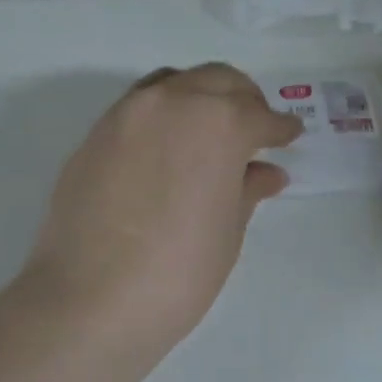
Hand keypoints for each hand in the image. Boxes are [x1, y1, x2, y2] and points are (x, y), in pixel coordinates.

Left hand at [21, 63, 302, 356]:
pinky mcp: (94, 135)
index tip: (290, 135)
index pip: (258, 115)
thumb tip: (266, 172)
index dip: (280, 127)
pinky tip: (168, 148)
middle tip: (255, 129)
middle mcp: (172, 102)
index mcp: (217, 123)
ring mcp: (126, 114)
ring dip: (200, 96)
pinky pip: (139, 107)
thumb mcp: (227, 231)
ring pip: (174, 83)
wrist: (91, 300)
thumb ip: (247, 189)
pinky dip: (163, 114)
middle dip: (243, 99)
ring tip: (211, 131)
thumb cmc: (179, 272)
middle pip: (217, 81)